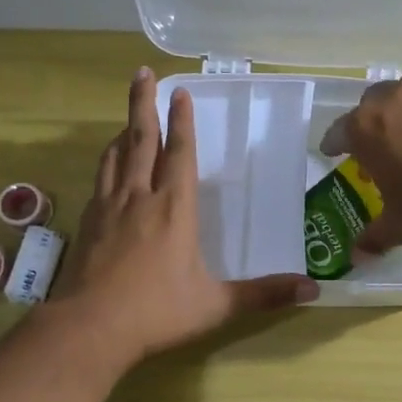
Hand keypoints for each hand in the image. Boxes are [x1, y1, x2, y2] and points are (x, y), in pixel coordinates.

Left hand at [52, 67, 317, 364]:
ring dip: (123, 130)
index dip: (181, 121)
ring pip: (116, 156)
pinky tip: (108, 167)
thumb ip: (264, 295)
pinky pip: (100, 179)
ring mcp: (108, 208)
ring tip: (130, 116)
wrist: (90, 328)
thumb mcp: (217, 305)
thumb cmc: (157, 312)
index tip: (180, 92)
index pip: (179, 153)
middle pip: (140, 139)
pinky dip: (107, 162)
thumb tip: (313, 290)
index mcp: (174, 208)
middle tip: (142, 73)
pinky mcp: (88, 223)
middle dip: (143, 104)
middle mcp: (139, 197)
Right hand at [318, 70, 401, 255]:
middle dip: (370, 122)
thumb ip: (373, 237)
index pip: (339, 131)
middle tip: (377, 148)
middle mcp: (395, 100)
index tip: (333, 153)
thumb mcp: (399, 226)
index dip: (334, 144)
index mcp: (366, 128)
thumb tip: (357, 258)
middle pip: (372, 103)